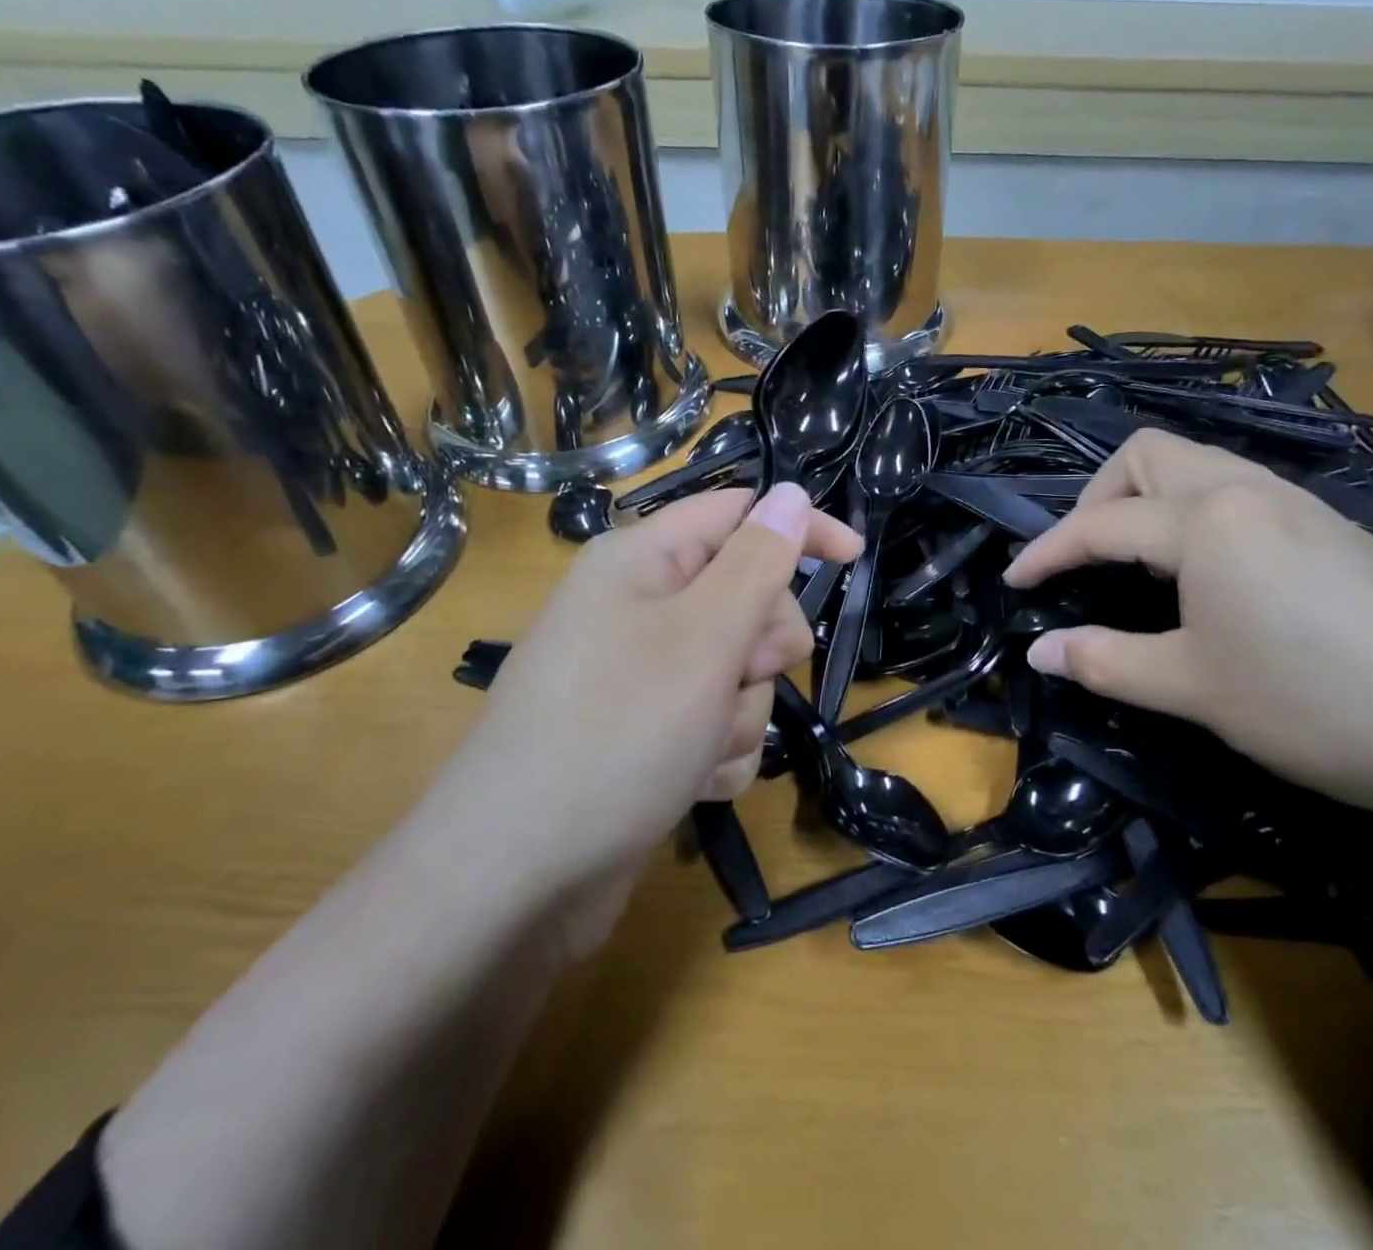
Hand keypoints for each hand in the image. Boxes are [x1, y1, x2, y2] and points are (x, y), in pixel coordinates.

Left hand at [422, 483, 860, 952]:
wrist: (517, 878)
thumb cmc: (618, 734)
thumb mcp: (704, 636)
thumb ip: (758, 561)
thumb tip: (790, 493)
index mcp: (642, 562)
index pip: (739, 515)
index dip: (798, 528)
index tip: (856, 558)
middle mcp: (638, 609)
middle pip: (747, 600)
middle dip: (760, 648)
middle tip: (735, 676)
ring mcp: (640, 677)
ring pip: (738, 672)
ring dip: (739, 712)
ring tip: (697, 747)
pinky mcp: (645, 734)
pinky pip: (715, 724)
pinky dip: (717, 752)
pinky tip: (689, 784)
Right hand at [1002, 431, 1372, 821]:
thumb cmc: (1317, 703)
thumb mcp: (1193, 687)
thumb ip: (1105, 661)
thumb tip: (1037, 652)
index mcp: (1206, 519)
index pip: (1100, 523)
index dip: (1047, 552)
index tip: (1013, 584)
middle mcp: (1249, 490)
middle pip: (1148, 455)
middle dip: (1098, 496)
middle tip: (1083, 557)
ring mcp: (1302, 504)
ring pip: (1199, 467)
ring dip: (1149, 500)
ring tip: (1137, 562)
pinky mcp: (1338, 529)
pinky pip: (1242, 494)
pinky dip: (1197, 515)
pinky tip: (1212, 575)